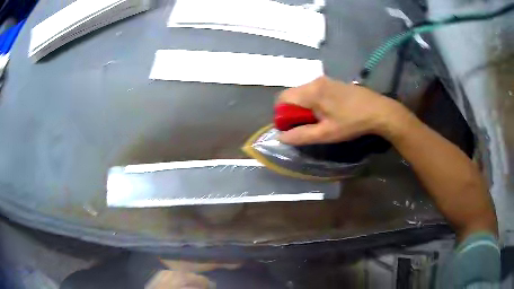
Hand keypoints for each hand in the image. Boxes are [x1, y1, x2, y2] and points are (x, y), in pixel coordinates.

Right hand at [277, 76, 404, 144]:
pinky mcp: (333, 82)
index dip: (282, 115)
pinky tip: (328, 112)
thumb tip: (280, 137)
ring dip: (304, 107)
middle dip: (293, 112)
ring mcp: (325, 80)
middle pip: (292, 95)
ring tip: (319, 120)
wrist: (379, 111)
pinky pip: (315, 91)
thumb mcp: (326, 134)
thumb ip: (301, 135)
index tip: (293, 128)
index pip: (282, 99)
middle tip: (307, 126)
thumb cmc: (352, 123)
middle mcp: (315, 81)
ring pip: (303, 93)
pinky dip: (314, 102)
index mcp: (311, 92)